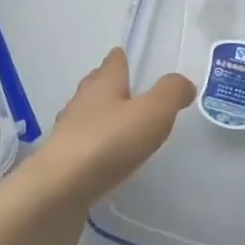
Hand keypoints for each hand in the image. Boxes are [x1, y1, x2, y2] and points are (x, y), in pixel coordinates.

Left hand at [3, 48, 194, 244]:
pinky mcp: (63, 162)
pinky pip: (83, 144)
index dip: (121, 59)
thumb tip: (183, 83)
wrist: (61, 188)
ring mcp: (68, 131)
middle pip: (96, 85)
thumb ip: (171, 94)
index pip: (113, 63)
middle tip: (125, 88)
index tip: (125, 56)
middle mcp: (82, 101)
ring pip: (87, 114)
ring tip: (118, 123)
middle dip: (109, 84)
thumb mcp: (152, 113)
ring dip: (100, 115)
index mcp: (103, 84)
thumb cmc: (109, 142)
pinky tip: (104, 157)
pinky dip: (94, 144)